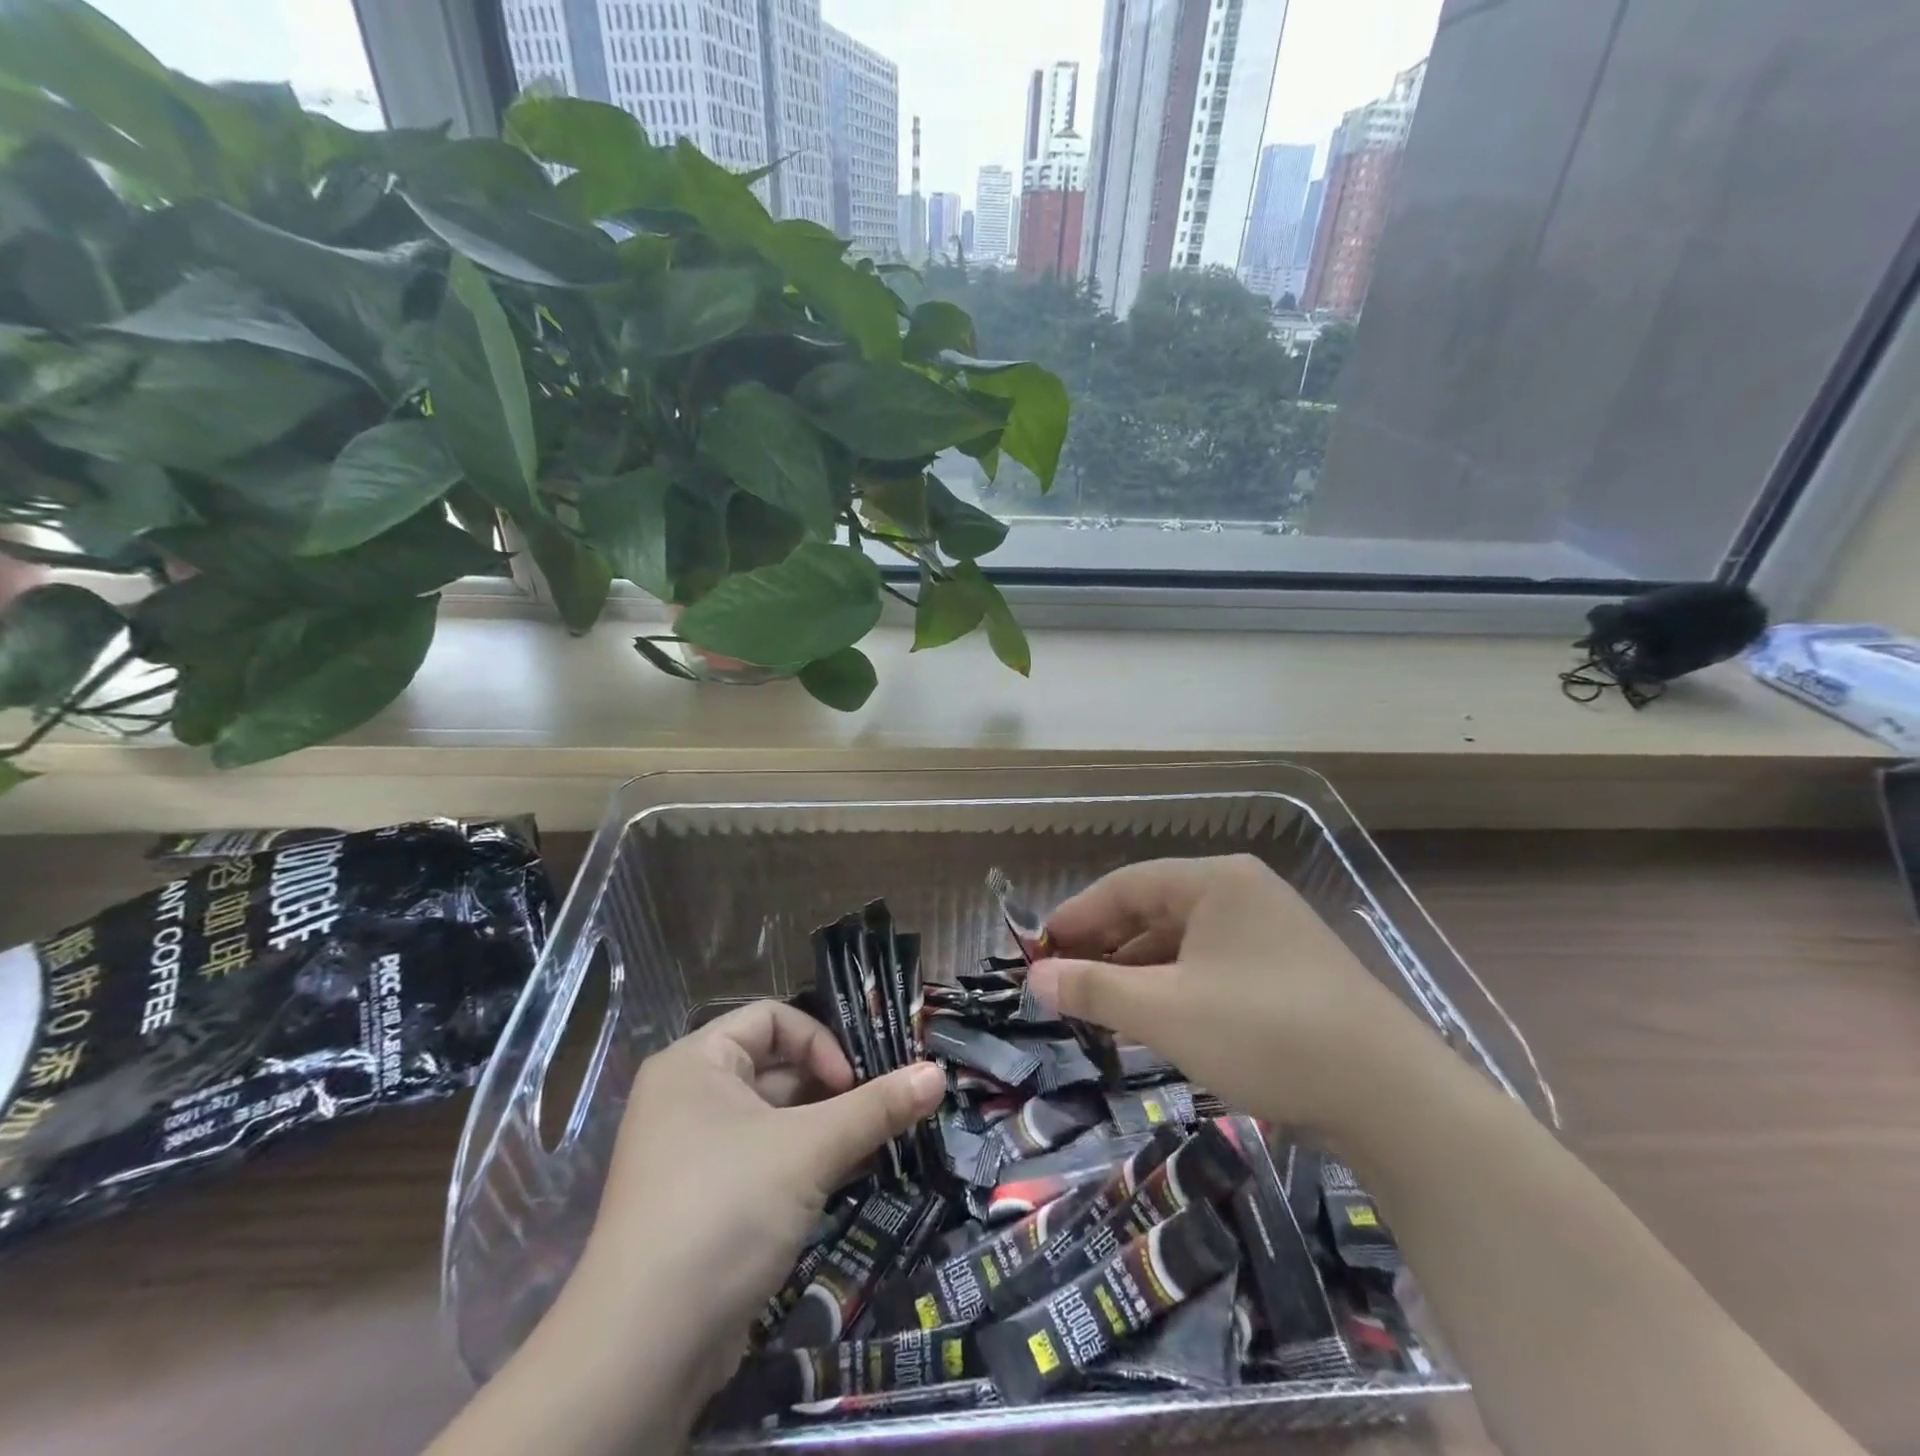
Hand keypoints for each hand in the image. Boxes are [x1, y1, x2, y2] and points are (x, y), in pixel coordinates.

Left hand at [555, 1001, 944, 1432]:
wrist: (641, 1352)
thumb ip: (876, 1108)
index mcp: (696, 1062)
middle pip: (774, 1067)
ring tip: (868, 1147)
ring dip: (821, 1128)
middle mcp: (687, 1097)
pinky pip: (760, 1159)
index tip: (852, 1086)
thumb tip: (939, 1073)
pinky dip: (799, 1163)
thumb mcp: (809, 1150)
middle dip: (829, 1087)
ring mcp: (690, 1152)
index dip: (819, 1042)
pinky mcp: (700, 1202)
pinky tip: (839, 1181)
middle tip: (876, 1112)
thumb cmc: (724, 1212)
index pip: (772, 1019)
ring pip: (771, 1118)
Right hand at [1029, 855, 1451, 1138]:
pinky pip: (1212, 966)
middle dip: (1105, 946)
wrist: (1392, 1098)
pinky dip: (1176, 987)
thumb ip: (1094, 989)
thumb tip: (1035, 978)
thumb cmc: (1264, 1033)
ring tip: (1099, 1004)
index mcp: (1215, 882)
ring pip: (1183, 942)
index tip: (1038, 949)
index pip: (1126, 885)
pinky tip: (1155, 1019)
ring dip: (1139, 970)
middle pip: (1154, 910)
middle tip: (1062, 980)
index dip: (1076, 916)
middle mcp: (1243, 894)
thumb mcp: (1166, 1011)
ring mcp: (1270, 933)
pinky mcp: (1288, 972)